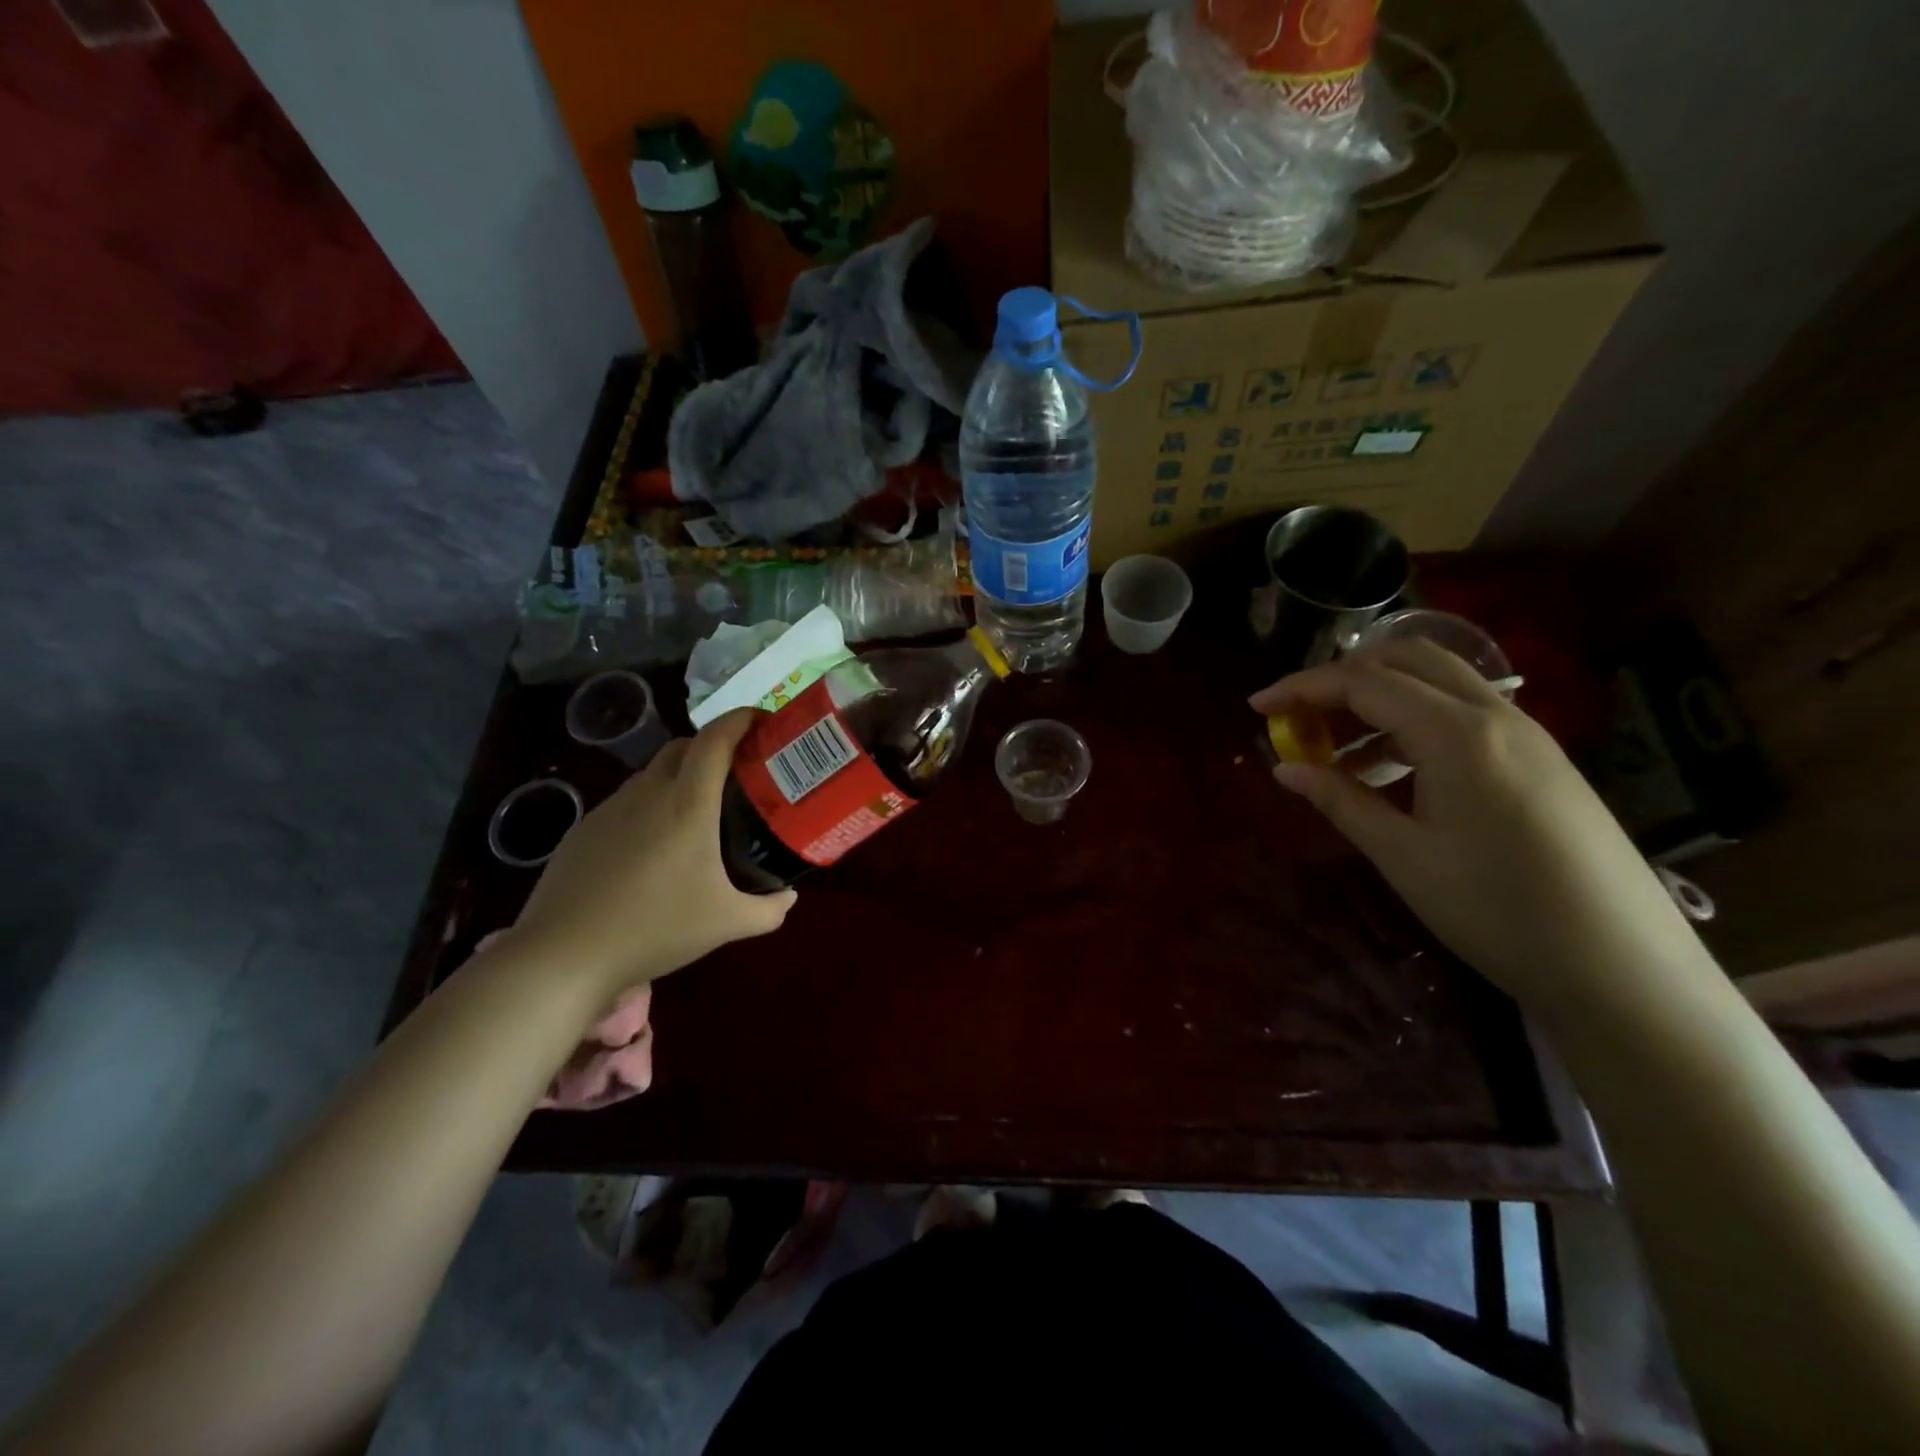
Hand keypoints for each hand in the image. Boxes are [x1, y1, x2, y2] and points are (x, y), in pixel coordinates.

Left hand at [504, 710, 796, 995]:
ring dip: (681, 777)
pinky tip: (655, 848)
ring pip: (653, 773)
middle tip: (740, 774)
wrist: (564, 955)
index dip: (741, 720)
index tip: (764, 723)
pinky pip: (628, 802)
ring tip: (700, 814)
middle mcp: (648, 793)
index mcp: (688, 804)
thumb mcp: (727, 924)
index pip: (716, 739)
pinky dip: (651, 806)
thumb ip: (769, 909)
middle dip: (715, 746)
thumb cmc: (655, 929)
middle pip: (684, 746)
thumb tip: (789, 895)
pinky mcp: (585, 829)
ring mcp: (610, 808)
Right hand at [1251, 641, 1708, 1013]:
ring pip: (1437, 682)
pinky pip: (1463, 713)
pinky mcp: (1539, 757)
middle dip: (1340, 677)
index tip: (1256, 707)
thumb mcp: (1403, 856)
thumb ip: (1340, 800)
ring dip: (1377, 698)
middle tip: (1297, 716)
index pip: (1364, 682)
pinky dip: (1412, 721)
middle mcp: (1495, 714)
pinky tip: (1389, 770)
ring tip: (1334, 749)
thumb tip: (1284, 768)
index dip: (1302, 688)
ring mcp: (1525, 733)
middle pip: (1405, 659)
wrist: (1622, 966)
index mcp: (1456, 734)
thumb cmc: (1497, 910)